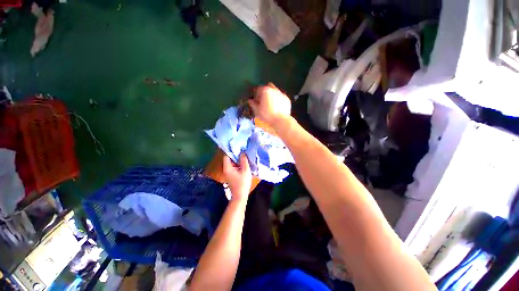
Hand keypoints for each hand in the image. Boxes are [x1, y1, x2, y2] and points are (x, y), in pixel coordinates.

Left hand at [223, 153, 251, 201]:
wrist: (240, 196)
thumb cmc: (243, 183)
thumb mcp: (245, 170)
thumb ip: (244, 161)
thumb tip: (242, 152)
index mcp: (227, 168)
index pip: (227, 156)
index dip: (232, 151)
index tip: (238, 147)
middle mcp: (226, 169)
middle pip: (229, 159)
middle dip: (236, 155)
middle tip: (243, 151)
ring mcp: (228, 173)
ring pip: (232, 163)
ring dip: (237, 160)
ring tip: (245, 156)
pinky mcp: (231, 175)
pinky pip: (234, 167)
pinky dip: (238, 164)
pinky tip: (244, 163)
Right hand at [248, 83, 290, 127]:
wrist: (281, 120)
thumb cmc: (267, 115)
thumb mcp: (257, 110)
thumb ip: (253, 104)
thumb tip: (250, 100)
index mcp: (265, 90)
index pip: (258, 89)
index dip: (256, 95)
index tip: (256, 101)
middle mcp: (274, 89)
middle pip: (268, 87)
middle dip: (265, 92)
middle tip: (263, 100)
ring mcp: (281, 94)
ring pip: (275, 91)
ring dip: (272, 95)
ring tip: (270, 104)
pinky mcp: (287, 99)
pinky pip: (281, 97)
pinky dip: (278, 100)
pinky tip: (277, 107)